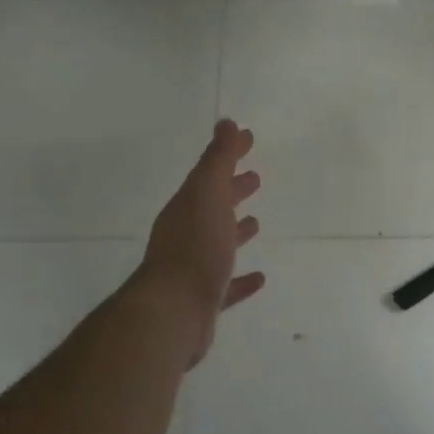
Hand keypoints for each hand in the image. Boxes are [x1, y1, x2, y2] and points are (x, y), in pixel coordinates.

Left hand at [135, 120, 265, 364]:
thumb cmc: (194, 247)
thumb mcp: (208, 194)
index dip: (229, 155)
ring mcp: (193, 268)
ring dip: (235, 231)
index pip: (210, 173)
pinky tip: (260, 277)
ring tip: (256, 221)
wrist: (174, 311)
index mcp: (187, 207)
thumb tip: (226, 122)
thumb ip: (218, 159)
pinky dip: (242, 279)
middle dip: (231, 190)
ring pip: (217, 243)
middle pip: (212, 206)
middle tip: (255, 178)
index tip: (249, 139)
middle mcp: (186, 234)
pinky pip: (226, 284)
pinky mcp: (203, 300)